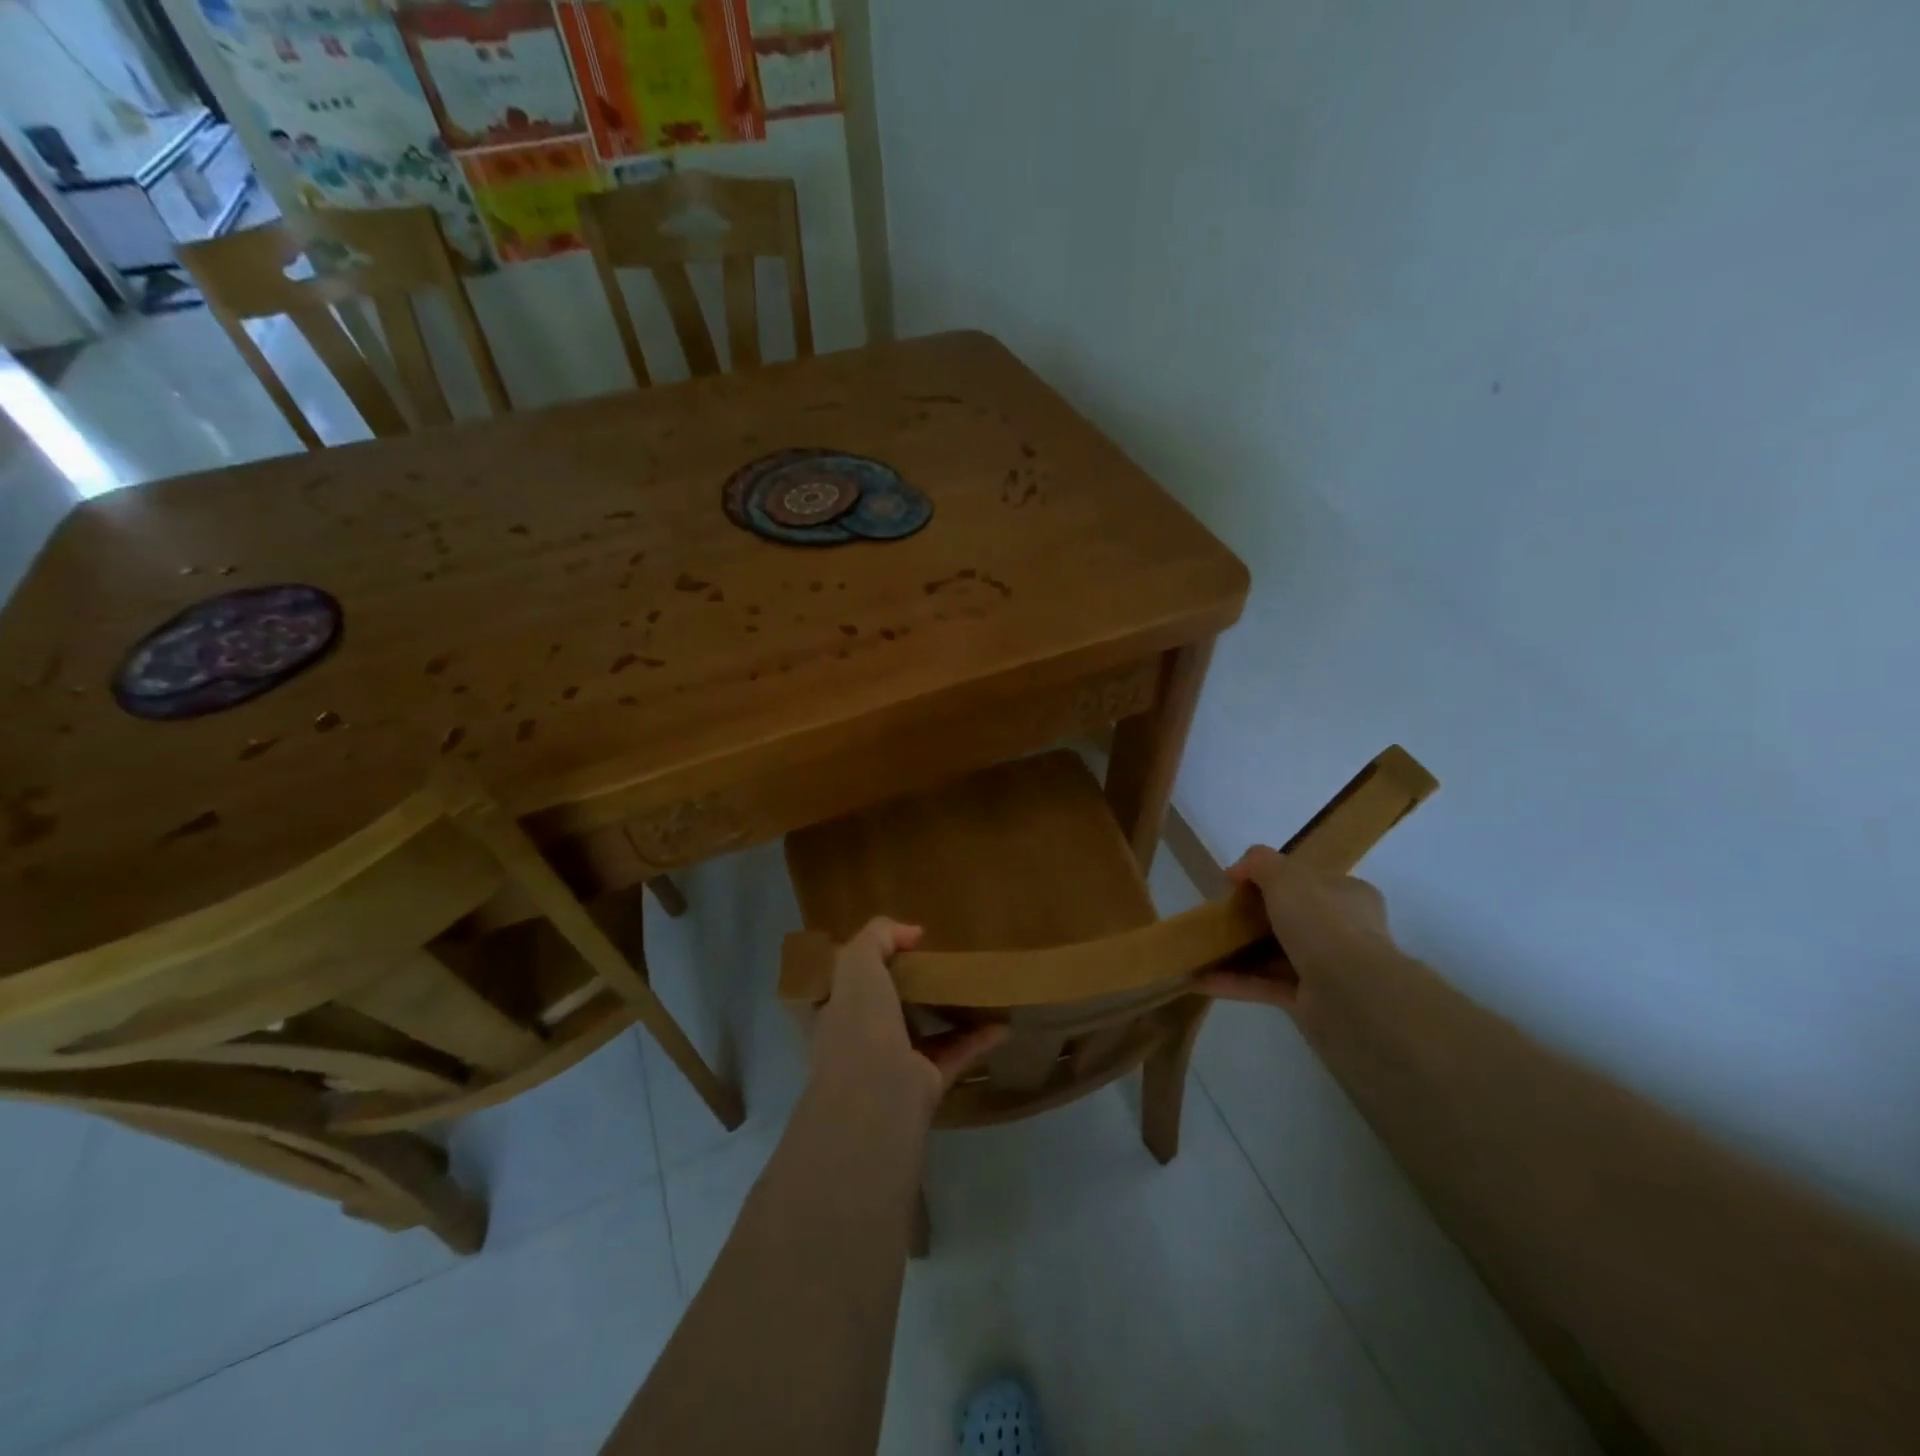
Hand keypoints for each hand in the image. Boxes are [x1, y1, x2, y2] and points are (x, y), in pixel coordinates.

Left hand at [810, 918, 1006, 1117]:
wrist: (877, 1096)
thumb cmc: (859, 1023)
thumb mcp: (857, 963)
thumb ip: (878, 936)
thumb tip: (912, 932)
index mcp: (835, 1010)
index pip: (845, 982)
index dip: (865, 962)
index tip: (896, 946)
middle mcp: (860, 1037)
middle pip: (886, 1005)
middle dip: (910, 985)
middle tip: (939, 962)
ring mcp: (893, 1063)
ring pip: (923, 1030)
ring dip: (947, 1011)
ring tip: (973, 988)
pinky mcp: (926, 1083)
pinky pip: (955, 1054)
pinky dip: (978, 1039)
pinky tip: (1001, 1023)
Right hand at [1196, 845, 1393, 1008]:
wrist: (1351, 993)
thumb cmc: (1322, 922)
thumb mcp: (1285, 876)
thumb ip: (1259, 863)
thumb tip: (1236, 871)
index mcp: (1347, 894)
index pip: (1309, 881)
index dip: (1273, 879)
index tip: (1239, 885)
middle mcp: (1344, 930)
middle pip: (1290, 918)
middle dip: (1253, 919)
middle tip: (1221, 917)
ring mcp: (1329, 968)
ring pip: (1276, 955)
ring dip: (1240, 953)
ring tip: (1203, 949)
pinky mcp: (1311, 1001)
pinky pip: (1268, 986)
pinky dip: (1236, 982)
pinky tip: (1202, 978)